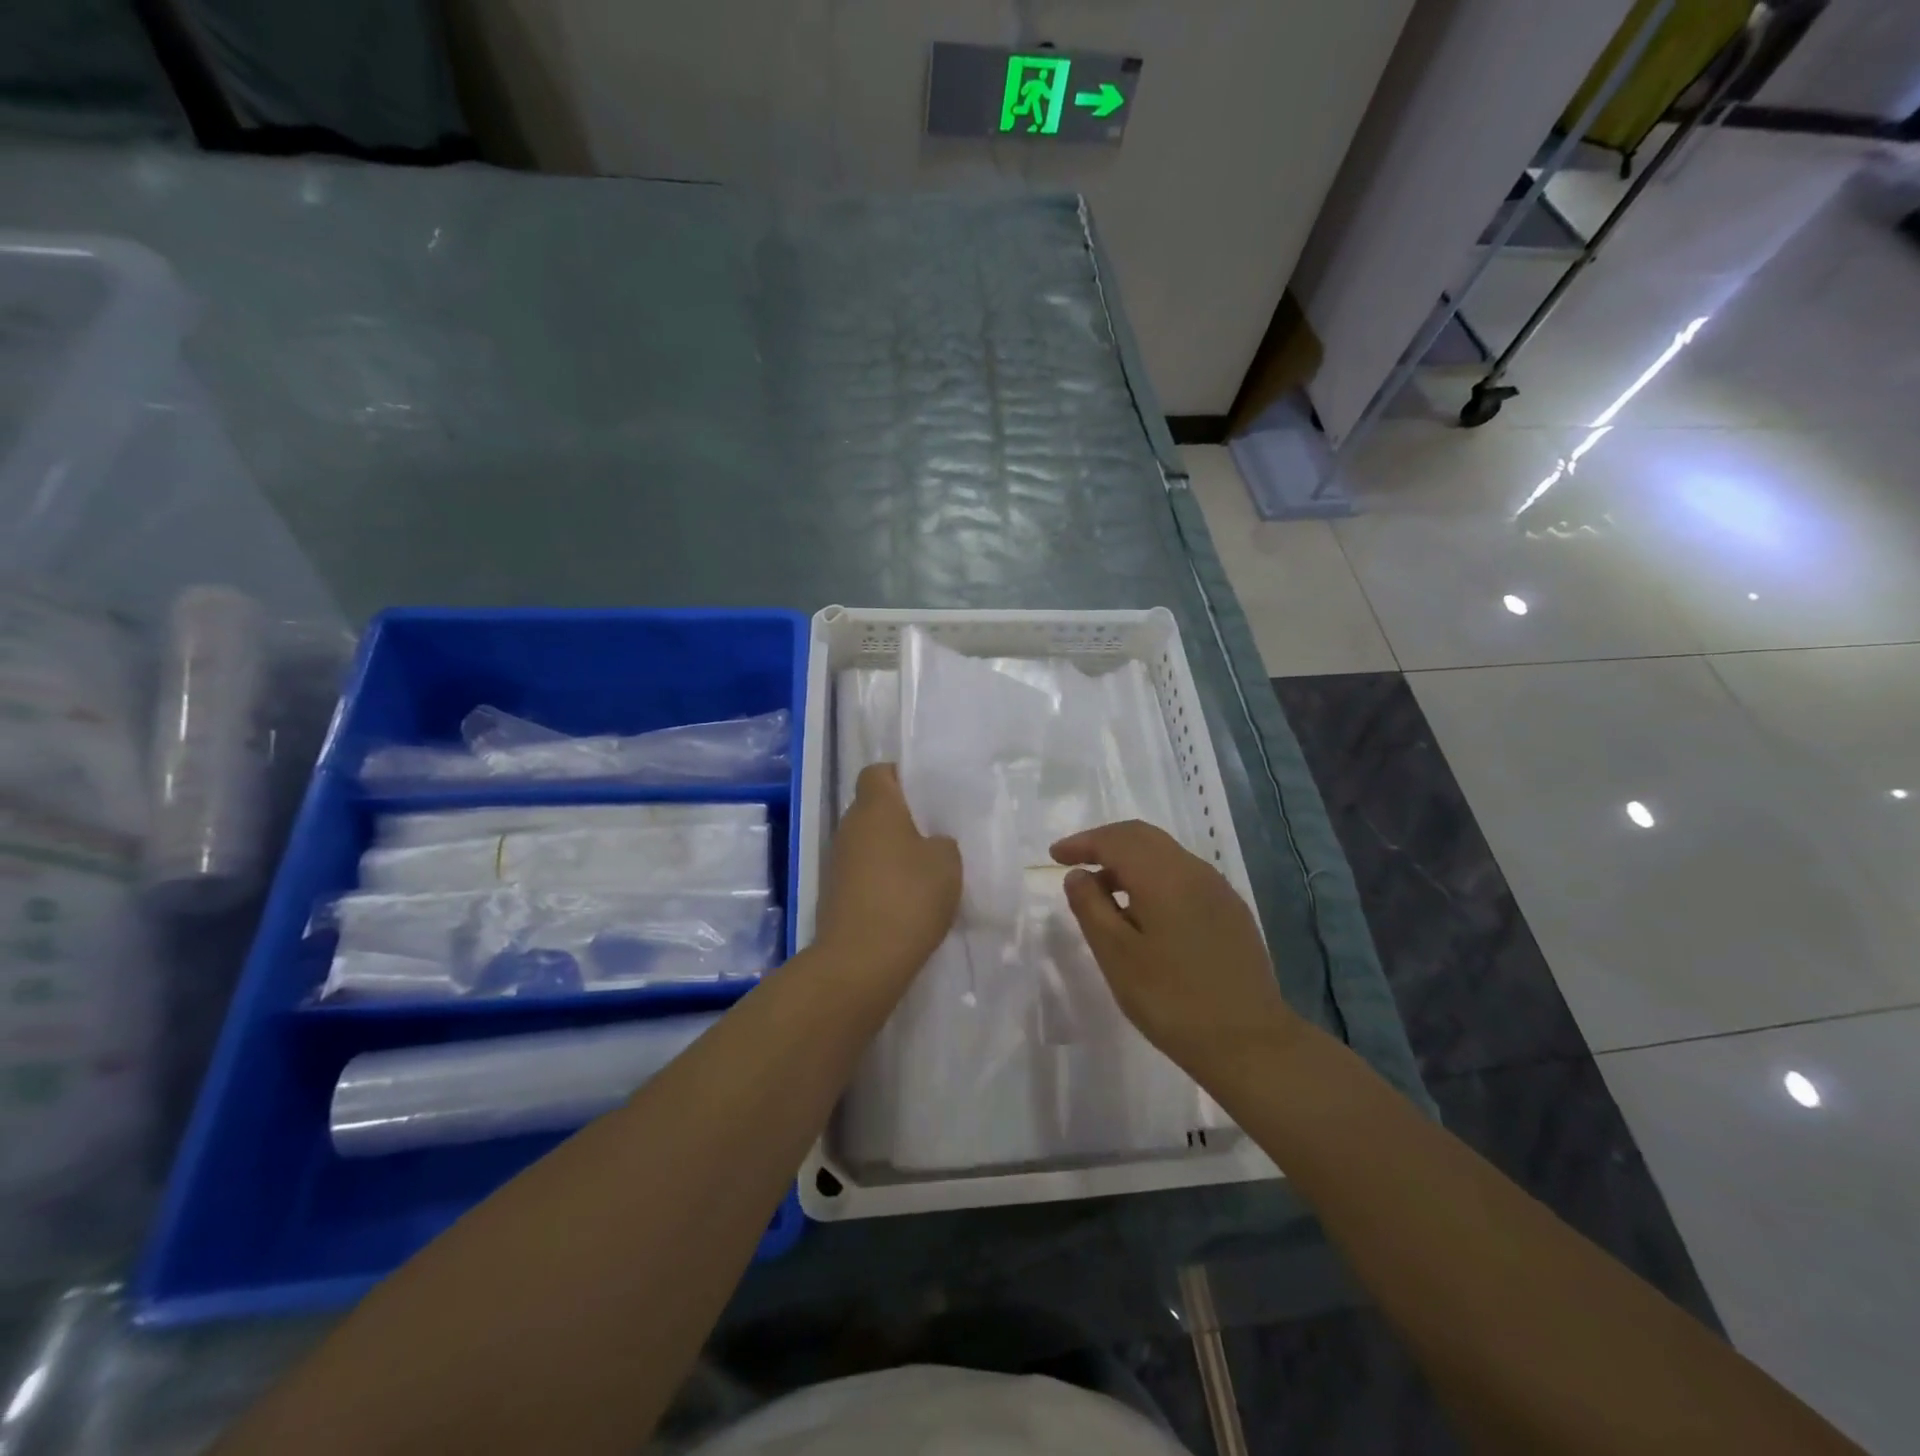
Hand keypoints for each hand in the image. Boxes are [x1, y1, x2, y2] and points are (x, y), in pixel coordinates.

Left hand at [816, 764, 960, 982]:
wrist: (861, 961)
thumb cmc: (908, 897)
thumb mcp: (947, 863)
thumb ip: (941, 842)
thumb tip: (929, 844)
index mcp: (874, 807)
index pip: (878, 772)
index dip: (901, 777)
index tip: (927, 795)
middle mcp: (849, 826)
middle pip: (873, 807)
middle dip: (901, 817)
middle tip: (935, 832)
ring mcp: (837, 861)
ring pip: (868, 841)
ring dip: (891, 850)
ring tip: (925, 869)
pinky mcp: (834, 893)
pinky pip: (863, 871)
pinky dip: (882, 878)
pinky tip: (907, 898)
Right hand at [1050, 820, 1302, 1077]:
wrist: (1249, 1042)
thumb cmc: (1171, 1000)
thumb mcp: (1116, 955)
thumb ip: (1090, 907)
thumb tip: (1078, 874)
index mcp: (1163, 876)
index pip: (1115, 840)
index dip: (1082, 843)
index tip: (1054, 856)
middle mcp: (1193, 870)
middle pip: (1142, 837)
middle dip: (1105, 843)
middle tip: (1075, 862)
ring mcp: (1217, 889)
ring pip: (1165, 854)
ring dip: (1129, 860)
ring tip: (1103, 891)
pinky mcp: (1230, 910)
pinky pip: (1183, 875)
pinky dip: (1153, 877)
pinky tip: (1143, 910)